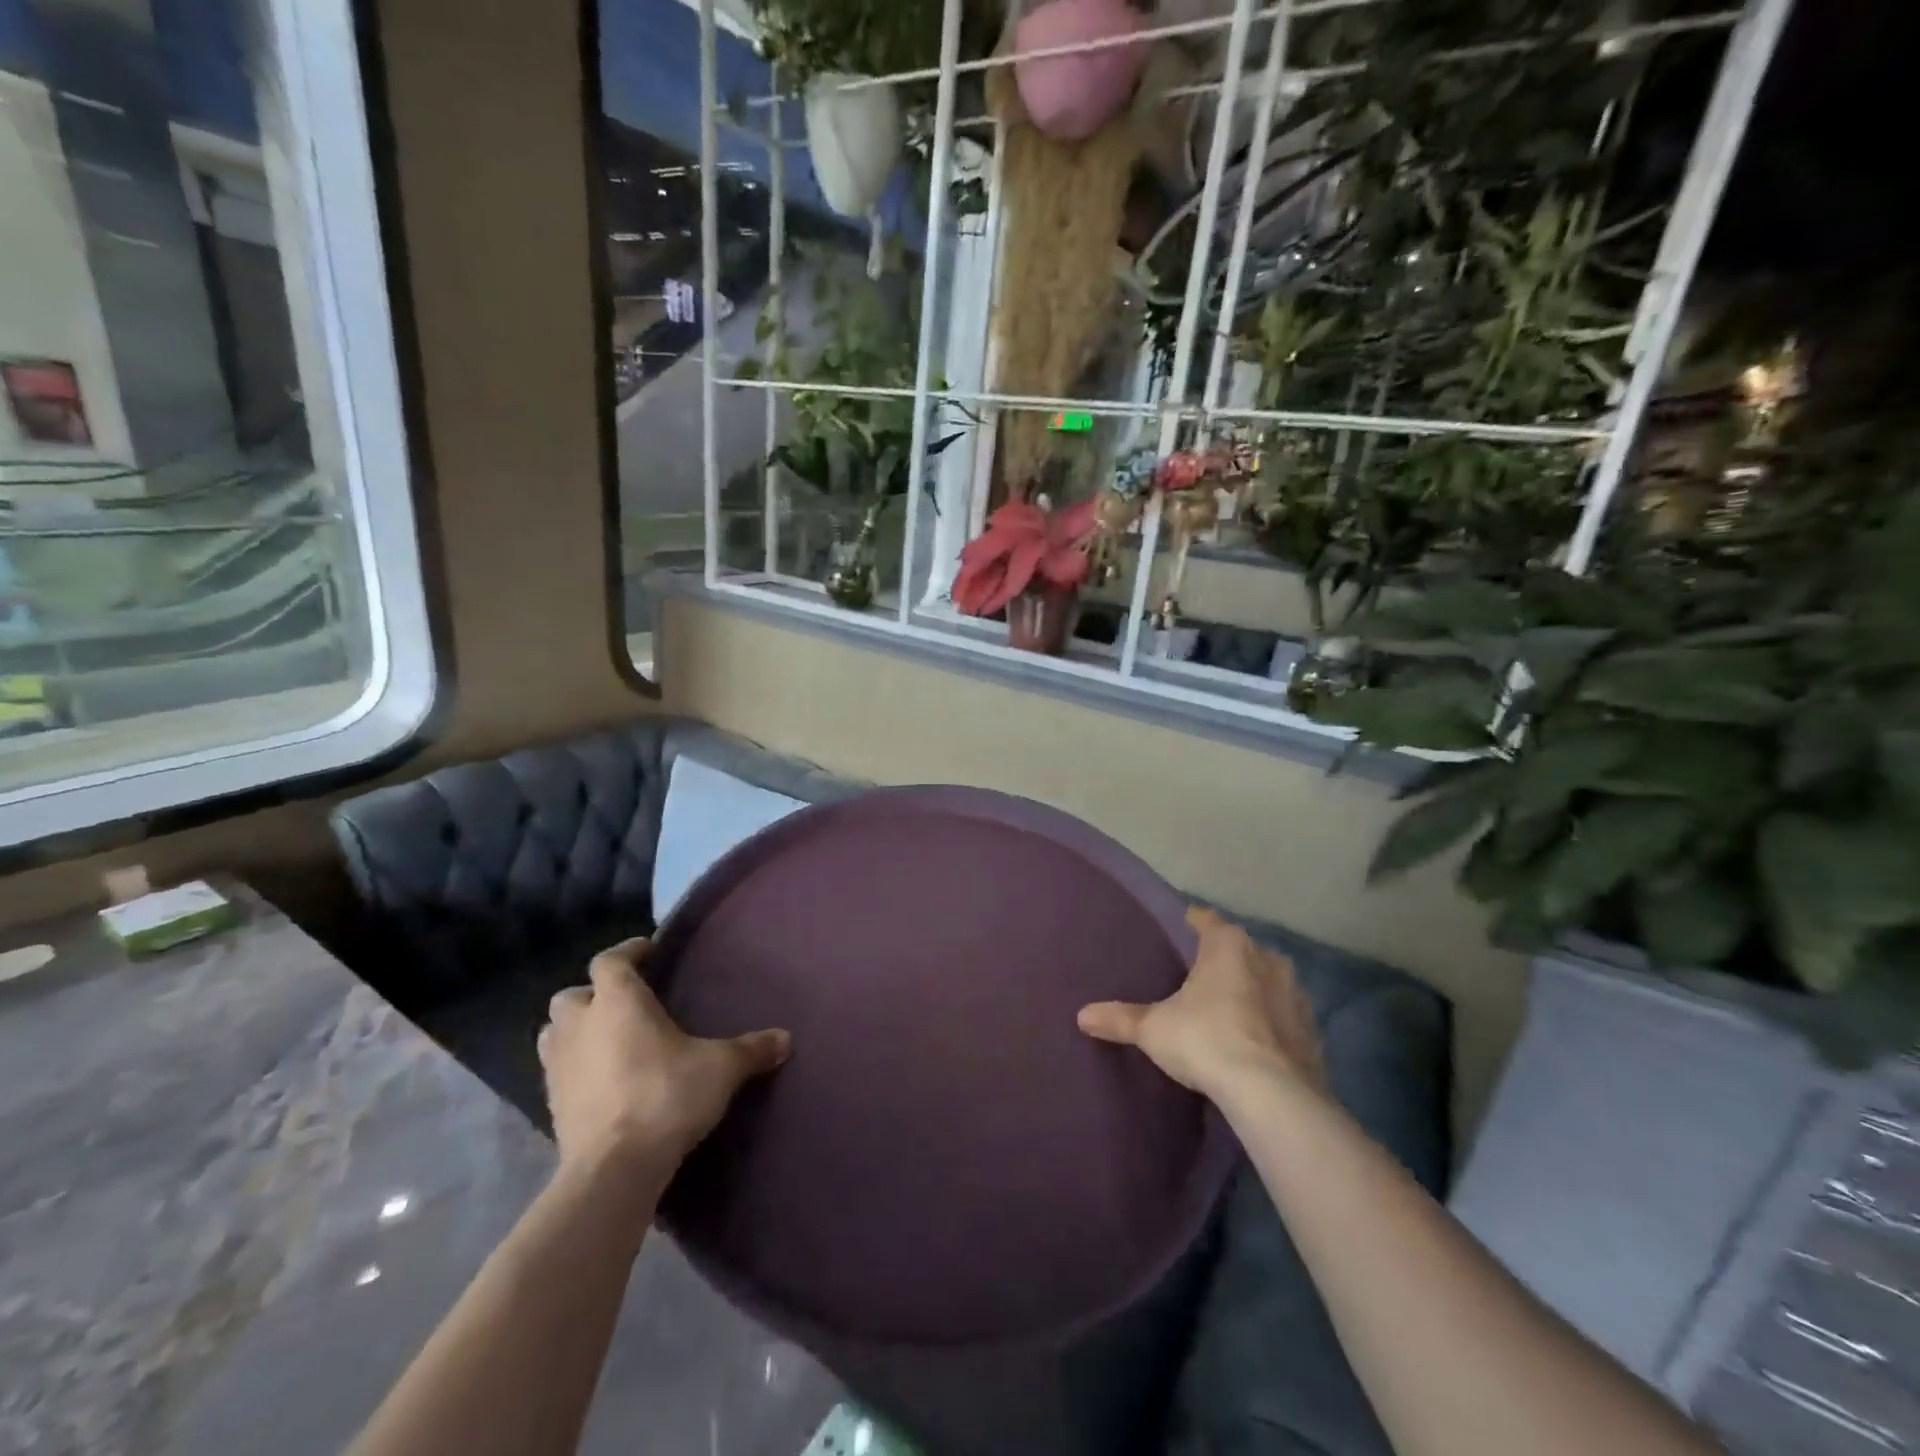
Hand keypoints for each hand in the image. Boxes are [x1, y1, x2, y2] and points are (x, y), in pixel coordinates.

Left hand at [538, 939, 791, 1170]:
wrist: (614, 1169)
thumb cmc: (666, 1096)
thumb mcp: (721, 1069)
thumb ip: (751, 1049)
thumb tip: (786, 1039)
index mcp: (618, 1001)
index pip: (611, 960)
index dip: (628, 952)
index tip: (648, 951)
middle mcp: (581, 1025)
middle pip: (572, 995)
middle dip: (593, 994)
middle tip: (624, 1002)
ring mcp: (559, 1067)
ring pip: (555, 1033)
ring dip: (575, 1030)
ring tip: (605, 1039)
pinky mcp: (551, 1106)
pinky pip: (557, 1073)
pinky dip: (574, 1069)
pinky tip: (601, 1081)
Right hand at [1078, 906, 1326, 1104]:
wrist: (1273, 1095)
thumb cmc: (1206, 1040)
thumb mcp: (1154, 1029)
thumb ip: (1120, 1018)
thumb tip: (1082, 1015)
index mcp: (1227, 945)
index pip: (1204, 918)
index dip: (1189, 922)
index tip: (1176, 930)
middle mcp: (1266, 958)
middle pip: (1238, 948)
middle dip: (1220, 958)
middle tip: (1195, 976)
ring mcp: (1295, 993)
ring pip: (1266, 979)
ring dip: (1250, 989)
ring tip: (1226, 1009)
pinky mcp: (1312, 1030)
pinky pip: (1285, 1015)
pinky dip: (1270, 1022)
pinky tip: (1255, 1041)